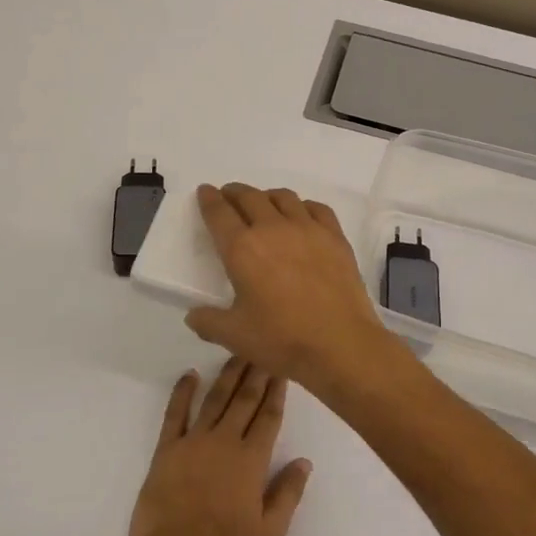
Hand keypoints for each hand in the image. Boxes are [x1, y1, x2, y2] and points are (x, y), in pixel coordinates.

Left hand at [127, 360, 313, 535]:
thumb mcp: (269, 533)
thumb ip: (288, 494)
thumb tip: (304, 462)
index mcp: (251, 460)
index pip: (268, 417)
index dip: (277, 391)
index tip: (283, 368)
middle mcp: (224, 441)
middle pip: (244, 400)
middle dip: (256, 372)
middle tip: (264, 348)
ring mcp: (193, 442)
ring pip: (214, 399)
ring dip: (227, 375)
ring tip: (237, 352)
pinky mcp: (166, 450)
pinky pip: (175, 414)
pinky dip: (182, 392)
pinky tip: (189, 375)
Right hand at [185, 184, 402, 392]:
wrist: (341, 344)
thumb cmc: (282, 339)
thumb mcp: (234, 336)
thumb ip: (208, 322)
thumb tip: (194, 315)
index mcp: (242, 249)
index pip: (219, 213)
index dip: (209, 200)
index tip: (205, 192)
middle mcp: (273, 229)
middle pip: (250, 197)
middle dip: (235, 193)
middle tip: (229, 196)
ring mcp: (308, 229)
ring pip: (283, 197)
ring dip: (267, 196)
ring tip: (263, 204)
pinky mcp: (335, 237)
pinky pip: (316, 208)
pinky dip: (303, 206)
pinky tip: (302, 216)